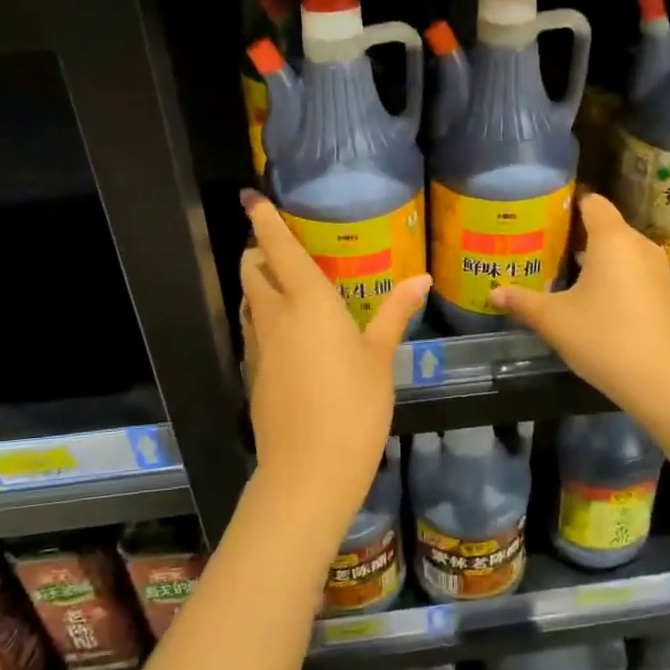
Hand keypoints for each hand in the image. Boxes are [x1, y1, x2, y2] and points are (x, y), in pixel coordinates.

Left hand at [239, 191, 428, 518]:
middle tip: (285, 248)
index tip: (253, 198)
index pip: (278, 248)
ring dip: (260, 284)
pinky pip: (254, 329)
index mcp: (307, 302)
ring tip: (288, 284)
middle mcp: (275, 316)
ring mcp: (258, 346)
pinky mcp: (254, 373)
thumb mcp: (380, 358)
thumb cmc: (354, 406)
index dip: (264, 220)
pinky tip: (289, 332)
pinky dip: (264, 316)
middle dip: (259, 251)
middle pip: (253, 270)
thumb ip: (395, 314)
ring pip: (249, 300)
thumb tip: (420, 279)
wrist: (308, 471)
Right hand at [490, 193, 669, 406]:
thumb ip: (522, 301)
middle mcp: (638, 245)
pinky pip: (633, 269)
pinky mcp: (665, 293)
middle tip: (542, 245)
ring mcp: (656, 269)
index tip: (542, 214)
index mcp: (612, 239)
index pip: (592, 202)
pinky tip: (592, 297)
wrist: (665, 382)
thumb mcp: (554, 321)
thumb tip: (493, 292)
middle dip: (575, 232)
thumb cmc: (605, 339)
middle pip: (606, 225)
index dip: (568, 203)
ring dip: (595, 256)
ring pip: (621, 249)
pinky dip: (613, 274)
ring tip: (562, 270)